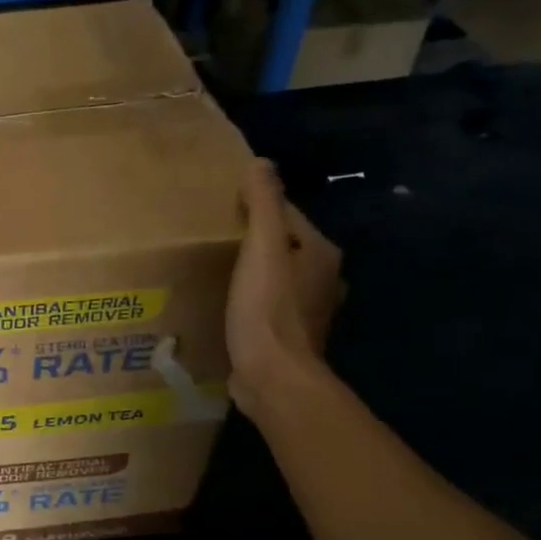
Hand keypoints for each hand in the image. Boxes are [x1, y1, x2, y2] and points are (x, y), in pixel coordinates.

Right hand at [225, 159, 344, 412]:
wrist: (272, 377)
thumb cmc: (266, 309)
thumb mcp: (261, 248)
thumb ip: (263, 204)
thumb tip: (261, 162)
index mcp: (321, 253)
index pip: (287, 216)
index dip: (256, 210)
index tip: (223, 211)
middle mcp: (323, 280)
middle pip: (284, 248)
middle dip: (255, 243)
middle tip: (216, 241)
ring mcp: (308, 313)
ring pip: (277, 280)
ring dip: (253, 275)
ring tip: (218, 272)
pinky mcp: (288, 338)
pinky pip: (267, 308)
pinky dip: (251, 303)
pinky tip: (228, 307)